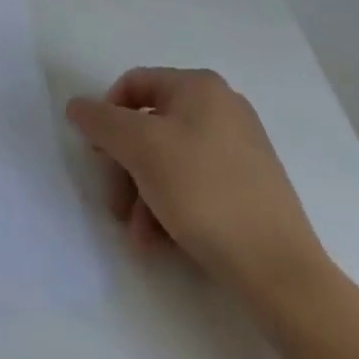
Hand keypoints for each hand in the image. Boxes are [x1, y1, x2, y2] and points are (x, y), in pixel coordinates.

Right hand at [66, 68, 328, 302]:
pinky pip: (195, 184)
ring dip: (143, 194)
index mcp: (199, 87)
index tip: (96, 155)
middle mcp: (222, 108)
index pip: (132, 85)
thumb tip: (77, 106)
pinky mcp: (251, 188)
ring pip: (169, 160)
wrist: (281, 273)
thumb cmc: (203, 192)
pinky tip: (161, 241)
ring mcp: (240, 149)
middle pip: (149, 126)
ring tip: (139, 236)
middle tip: (114, 204)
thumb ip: (100, 120)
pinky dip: (171, 206)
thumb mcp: (139, 147)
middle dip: (125, 167)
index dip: (106, 115)